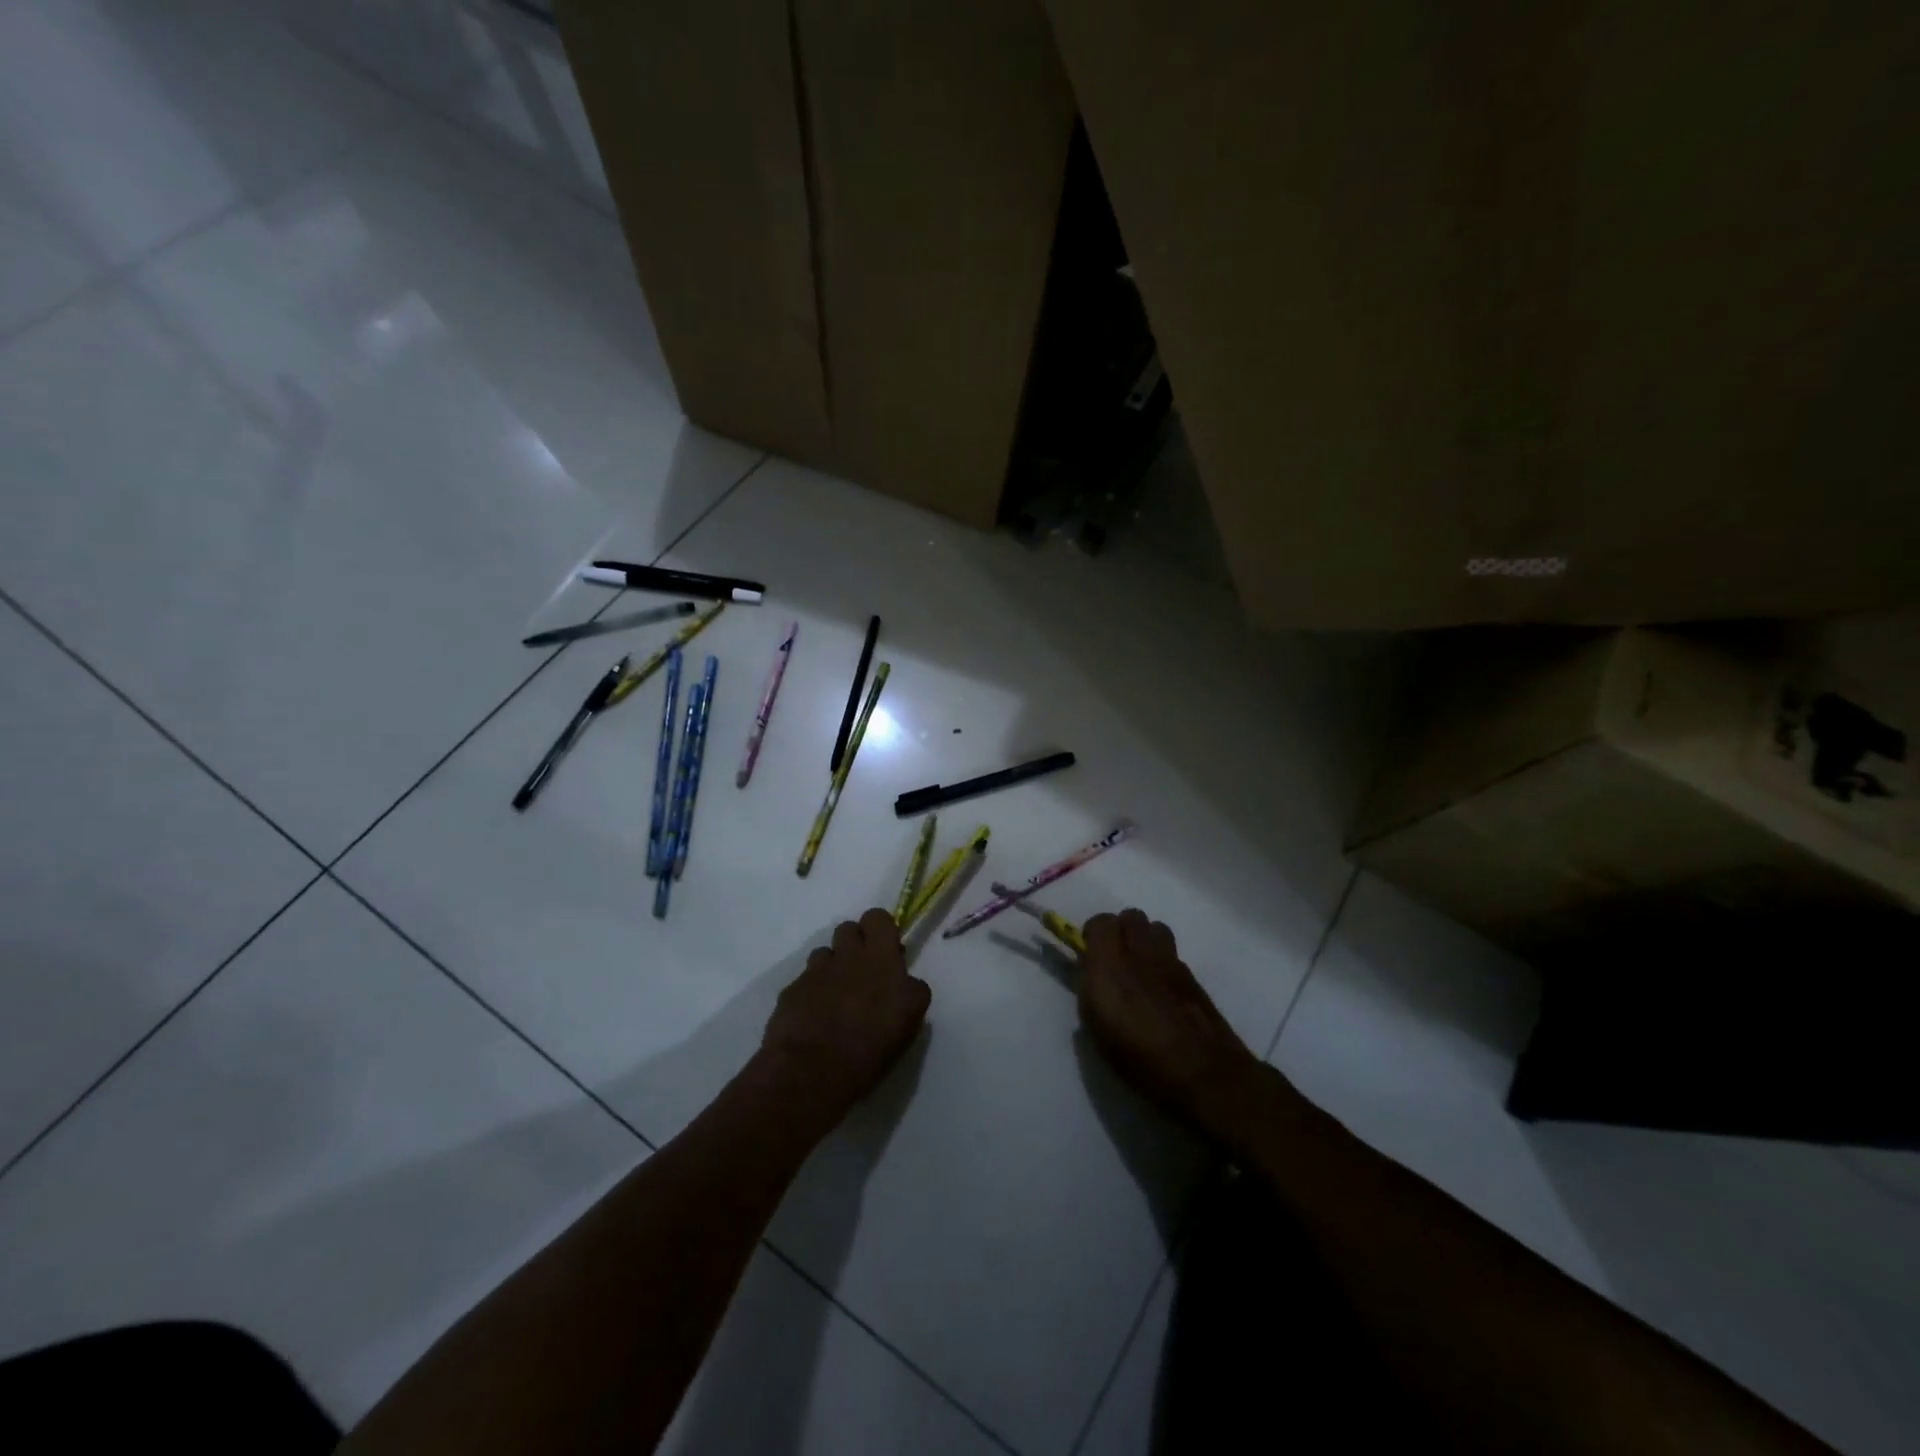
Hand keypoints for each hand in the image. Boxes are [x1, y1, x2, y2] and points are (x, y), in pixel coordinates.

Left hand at [761, 909, 930, 1131]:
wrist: (811, 1071)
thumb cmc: (871, 1047)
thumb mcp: (910, 1020)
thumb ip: (911, 990)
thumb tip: (905, 981)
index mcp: (880, 958)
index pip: (878, 917)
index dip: (880, 930)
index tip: (885, 952)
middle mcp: (847, 955)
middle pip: (848, 929)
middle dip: (855, 945)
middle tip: (862, 974)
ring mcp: (815, 971)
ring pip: (824, 953)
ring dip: (831, 968)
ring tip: (835, 998)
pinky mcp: (791, 990)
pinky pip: (804, 980)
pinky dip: (811, 993)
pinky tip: (814, 1018)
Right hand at [1079, 909, 1262, 1139]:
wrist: (1203, 1074)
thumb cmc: (1140, 1059)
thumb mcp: (1097, 1031)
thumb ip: (1090, 992)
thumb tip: (1091, 974)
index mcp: (1110, 965)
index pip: (1100, 922)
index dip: (1093, 935)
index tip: (1089, 955)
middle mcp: (1141, 954)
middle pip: (1131, 916)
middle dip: (1121, 930)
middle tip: (1115, 959)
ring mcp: (1172, 962)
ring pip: (1156, 929)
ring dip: (1145, 941)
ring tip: (1140, 970)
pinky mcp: (1194, 977)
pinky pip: (1173, 954)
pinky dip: (1164, 963)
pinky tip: (1163, 992)